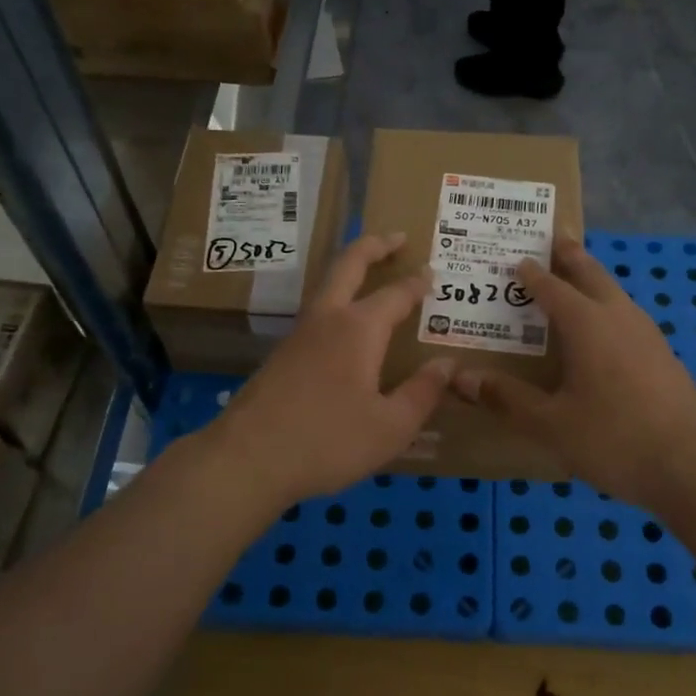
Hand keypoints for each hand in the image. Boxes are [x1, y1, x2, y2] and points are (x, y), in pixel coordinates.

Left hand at [204, 232, 453, 512]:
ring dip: (351, 268)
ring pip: (327, 285)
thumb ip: (422, 393)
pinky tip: (344, 324)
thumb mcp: (390, 427)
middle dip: (373, 246)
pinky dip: (337, 298)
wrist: (248, 459)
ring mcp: (299, 334)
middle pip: (348, 265)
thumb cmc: (327, 441)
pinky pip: (316, 311)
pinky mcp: (282, 354)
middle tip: (396, 237)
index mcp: (359, 329)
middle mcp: (327, 319)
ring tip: (371, 271)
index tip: (432, 273)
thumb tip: (447, 364)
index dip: (417, 283)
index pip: (396, 294)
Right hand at [452, 236, 695, 506]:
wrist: (693, 467)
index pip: (552, 288)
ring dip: (594, 281)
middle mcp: (619, 318)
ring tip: (577, 282)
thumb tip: (461, 377)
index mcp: (587, 324)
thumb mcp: (551, 424)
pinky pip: (628, 319)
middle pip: (593, 275)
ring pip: (615, 295)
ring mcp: (648, 337)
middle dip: (572, 256)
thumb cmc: (614, 438)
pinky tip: (605, 336)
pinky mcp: (664, 358)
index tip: (517, 258)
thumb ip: (507, 398)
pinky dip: (609, 311)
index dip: (532, 274)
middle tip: (556, 238)